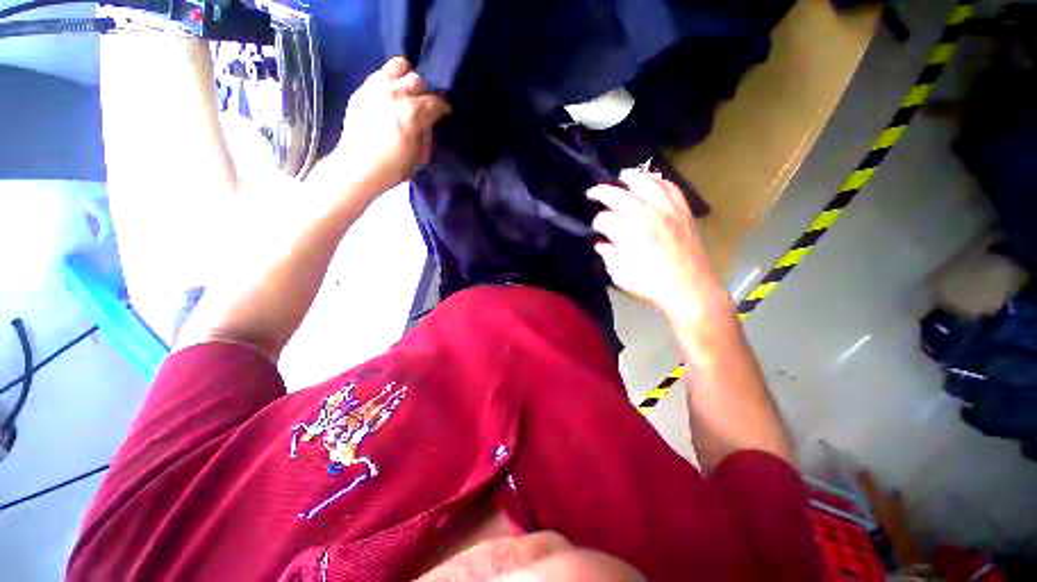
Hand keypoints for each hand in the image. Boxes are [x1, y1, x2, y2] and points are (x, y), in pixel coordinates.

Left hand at [320, 57, 450, 197]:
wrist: (358, 167)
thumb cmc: (393, 167)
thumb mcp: (419, 156)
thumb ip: (425, 134)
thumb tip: (427, 123)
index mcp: (413, 114)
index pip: (436, 102)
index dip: (444, 107)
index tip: (445, 113)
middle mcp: (396, 95)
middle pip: (419, 80)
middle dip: (426, 91)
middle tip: (425, 104)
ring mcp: (377, 88)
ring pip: (399, 66)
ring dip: (407, 78)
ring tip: (407, 92)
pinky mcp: (362, 90)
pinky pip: (380, 74)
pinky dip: (389, 80)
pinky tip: (390, 95)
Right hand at [588, 170, 730, 325]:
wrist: (690, 290)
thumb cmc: (652, 286)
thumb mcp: (621, 275)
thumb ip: (608, 255)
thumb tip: (601, 244)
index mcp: (629, 235)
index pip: (604, 219)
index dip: (596, 223)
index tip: (596, 229)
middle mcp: (647, 216)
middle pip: (619, 195)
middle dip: (601, 192)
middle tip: (592, 193)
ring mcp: (668, 211)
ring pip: (647, 183)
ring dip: (631, 177)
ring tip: (622, 175)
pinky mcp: (683, 212)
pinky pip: (671, 188)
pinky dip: (659, 181)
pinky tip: (652, 181)